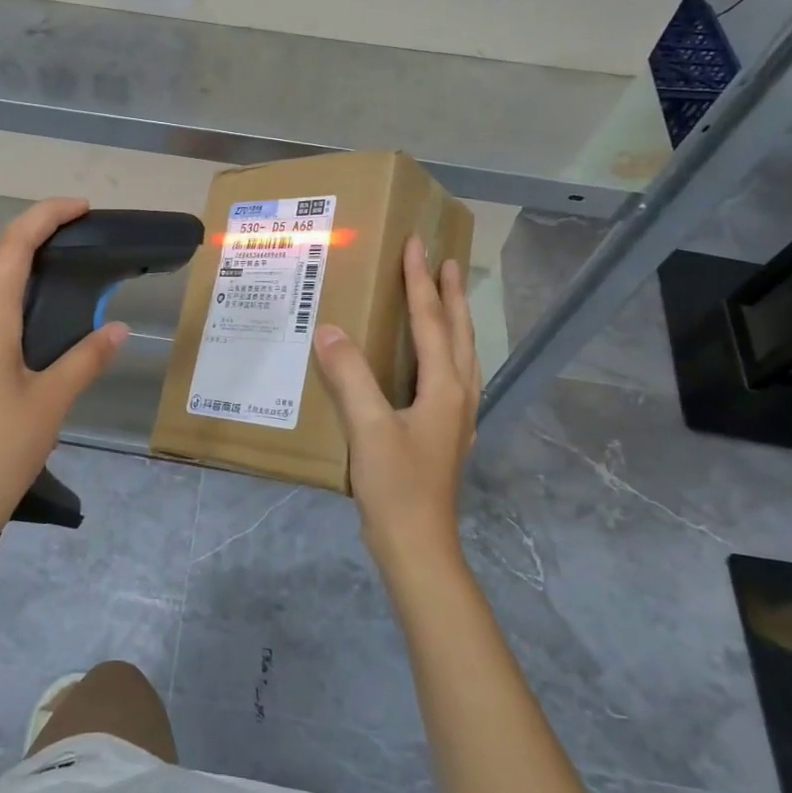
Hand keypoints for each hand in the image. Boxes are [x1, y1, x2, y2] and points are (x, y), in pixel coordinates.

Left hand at [0, 197, 128, 568]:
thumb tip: (120, 329)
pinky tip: (30, 382)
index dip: (45, 216)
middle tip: (89, 295)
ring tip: (67, 352)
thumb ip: (86, 360)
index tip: (80, 207)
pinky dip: (11, 343)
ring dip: (29, 319)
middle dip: (45, 278)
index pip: (13, 249)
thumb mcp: (50, 405)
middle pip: (3, 284)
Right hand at [311, 236, 479, 571]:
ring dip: (454, 320)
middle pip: (458, 333)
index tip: (417, 244)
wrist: (418, 548)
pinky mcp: (444, 435)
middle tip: (446, 259)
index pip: (432, 321)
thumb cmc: (396, 487)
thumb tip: (329, 329)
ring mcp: (455, 418)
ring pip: (462, 355)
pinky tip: (433, 361)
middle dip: (451, 293)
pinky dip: (447, 351)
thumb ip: (350, 377)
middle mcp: (457, 396)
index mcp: (444, 388)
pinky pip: (451, 376)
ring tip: (447, 296)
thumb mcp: (368, 429)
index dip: (422, 281)